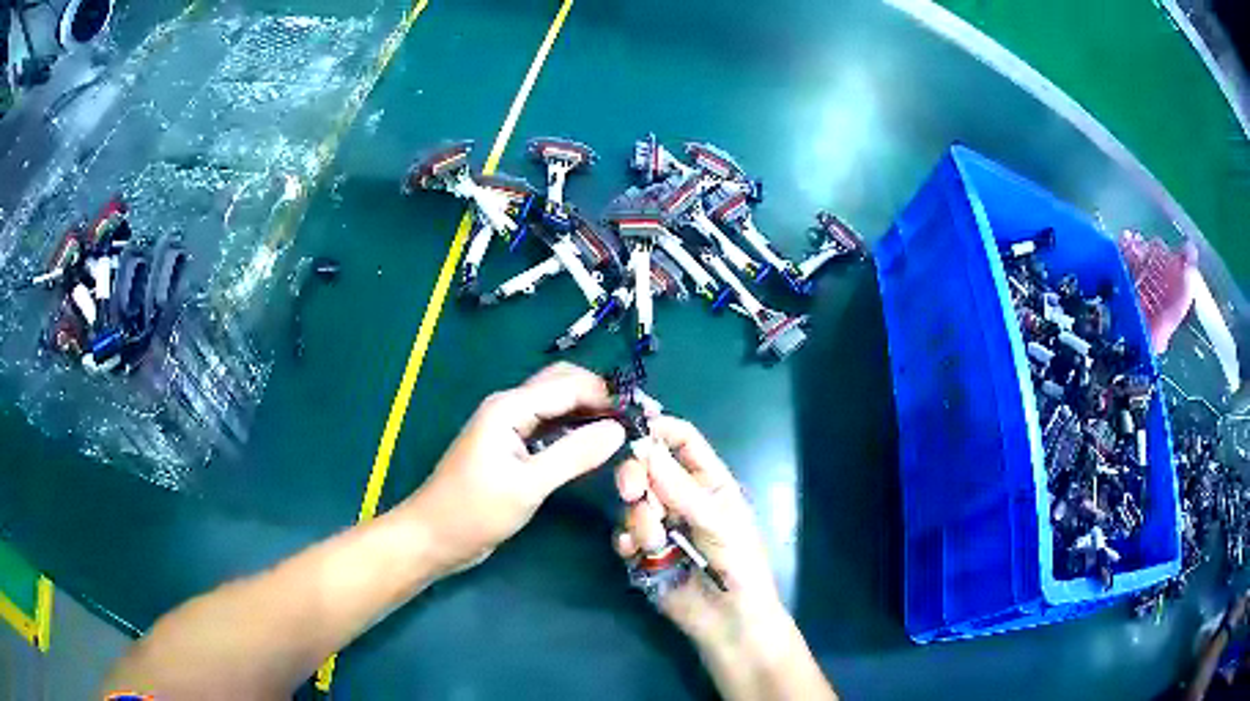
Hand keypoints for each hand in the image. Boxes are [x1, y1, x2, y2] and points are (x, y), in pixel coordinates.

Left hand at [399, 363, 625, 578]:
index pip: (569, 386)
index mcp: (510, 407)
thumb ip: (574, 454)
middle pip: (562, 386)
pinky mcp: (512, 449)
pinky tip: (595, 445)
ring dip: (589, 412)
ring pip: (557, 406)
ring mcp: (510, 428)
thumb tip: (618, 429)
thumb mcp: (528, 486)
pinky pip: (549, 428)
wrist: (434, 537)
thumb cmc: (475, 511)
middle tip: (637, 419)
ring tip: (625, 430)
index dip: (608, 395)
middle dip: (600, 396)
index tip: (647, 412)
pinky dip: (574, 430)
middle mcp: (510, 408)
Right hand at [613, 417, 787, 649]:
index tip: (633, 429)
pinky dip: (627, 541)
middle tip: (632, 492)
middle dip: (637, 478)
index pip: (683, 441)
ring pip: (633, 504)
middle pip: (648, 469)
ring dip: (640, 522)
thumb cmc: (738, 565)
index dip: (660, 430)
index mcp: (709, 483)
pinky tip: (639, 555)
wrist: (727, 620)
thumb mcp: (716, 522)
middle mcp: (681, 498)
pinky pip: (623, 534)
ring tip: (657, 545)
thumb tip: (644, 447)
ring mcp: (661, 524)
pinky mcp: (642, 552)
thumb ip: (679, 488)